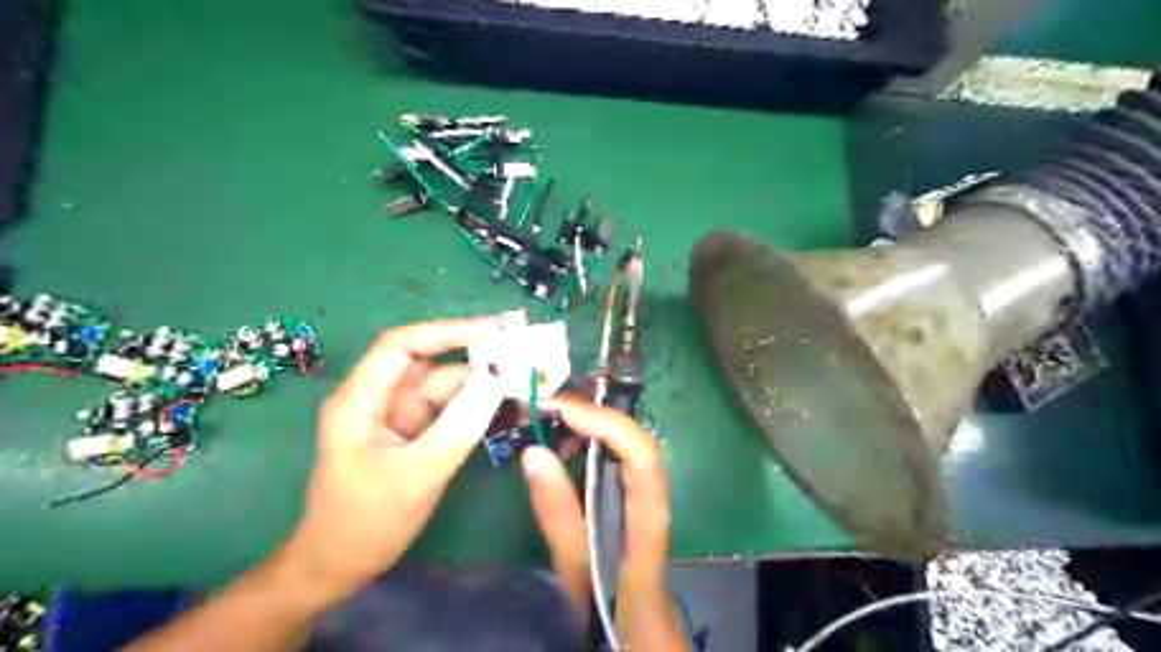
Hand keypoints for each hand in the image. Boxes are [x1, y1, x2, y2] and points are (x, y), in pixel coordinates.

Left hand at [279, 316, 504, 606]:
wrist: (337, 568)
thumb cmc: (366, 523)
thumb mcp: (417, 475)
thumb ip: (458, 428)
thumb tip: (497, 384)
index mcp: (360, 400)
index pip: (402, 346)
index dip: (448, 331)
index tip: (495, 330)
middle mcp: (377, 399)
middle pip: (427, 363)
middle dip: (473, 357)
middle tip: (521, 354)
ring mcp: (394, 416)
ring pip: (441, 387)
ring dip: (479, 384)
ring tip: (522, 379)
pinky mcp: (409, 434)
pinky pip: (445, 410)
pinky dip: (473, 406)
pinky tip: (503, 405)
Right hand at [521, 395, 681, 649]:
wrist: (641, 629)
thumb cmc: (611, 606)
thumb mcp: (576, 567)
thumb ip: (557, 514)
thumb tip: (533, 452)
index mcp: (647, 517)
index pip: (638, 453)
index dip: (603, 423)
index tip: (558, 410)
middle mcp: (654, 493)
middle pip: (634, 437)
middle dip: (591, 413)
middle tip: (543, 406)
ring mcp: (647, 489)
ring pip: (626, 439)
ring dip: (590, 422)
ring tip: (547, 421)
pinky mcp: (634, 491)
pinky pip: (616, 452)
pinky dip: (589, 438)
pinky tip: (561, 447)